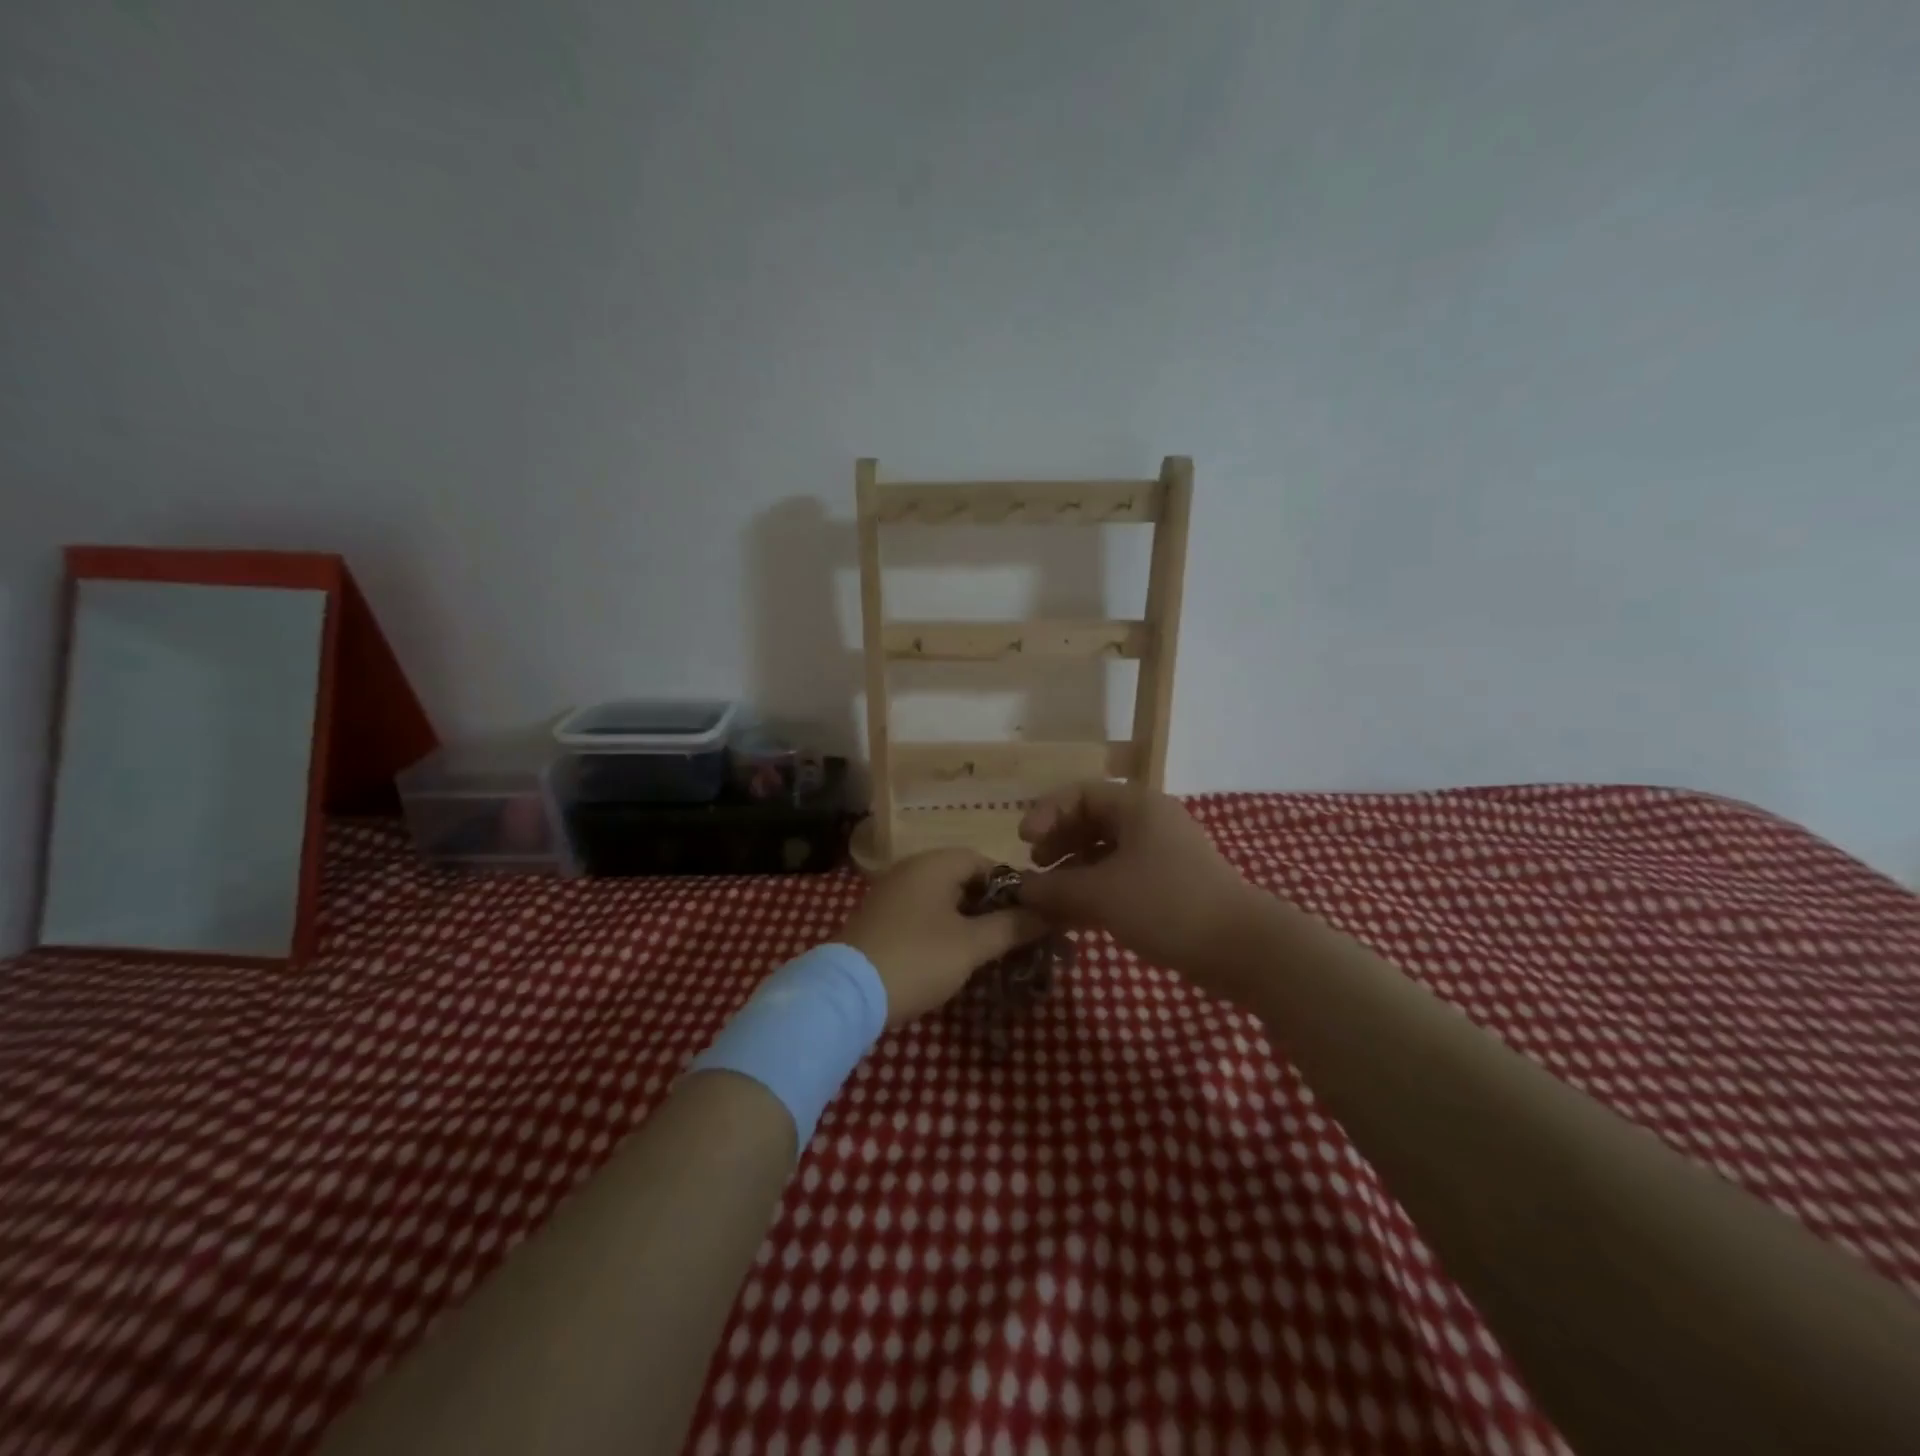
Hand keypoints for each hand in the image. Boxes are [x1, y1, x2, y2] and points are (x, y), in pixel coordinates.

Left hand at [839, 849, 1047, 1026]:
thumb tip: (1048, 913)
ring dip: (969, 922)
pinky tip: (954, 957)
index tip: (1031, 917)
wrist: (848, 993)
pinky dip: (944, 930)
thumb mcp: (972, 945)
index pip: (986, 862)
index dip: (1014, 888)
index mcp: (934, 863)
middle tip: (1015, 938)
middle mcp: (911, 869)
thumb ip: (1012, 926)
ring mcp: (892, 893)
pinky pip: (923, 915)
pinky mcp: (880, 919)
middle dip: (992, 907)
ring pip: (944, 900)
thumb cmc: (918, 959)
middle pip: (964, 880)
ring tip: (990, 952)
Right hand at [1017, 781, 1263, 995]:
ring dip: (1074, 870)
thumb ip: (1054, 888)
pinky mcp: (1171, 885)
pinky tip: (1076, 916)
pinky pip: (1122, 876)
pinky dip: (1096, 889)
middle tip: (1037, 866)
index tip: (1025, 843)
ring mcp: (1163, 854)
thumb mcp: (1100, 894)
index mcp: (1137, 806)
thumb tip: (1020, 888)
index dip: (1047, 813)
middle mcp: (1150, 822)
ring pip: (1106, 851)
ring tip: (1052, 897)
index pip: (1080, 794)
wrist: (1241, 948)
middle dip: (1059, 842)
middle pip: (1092, 820)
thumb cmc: (1165, 905)